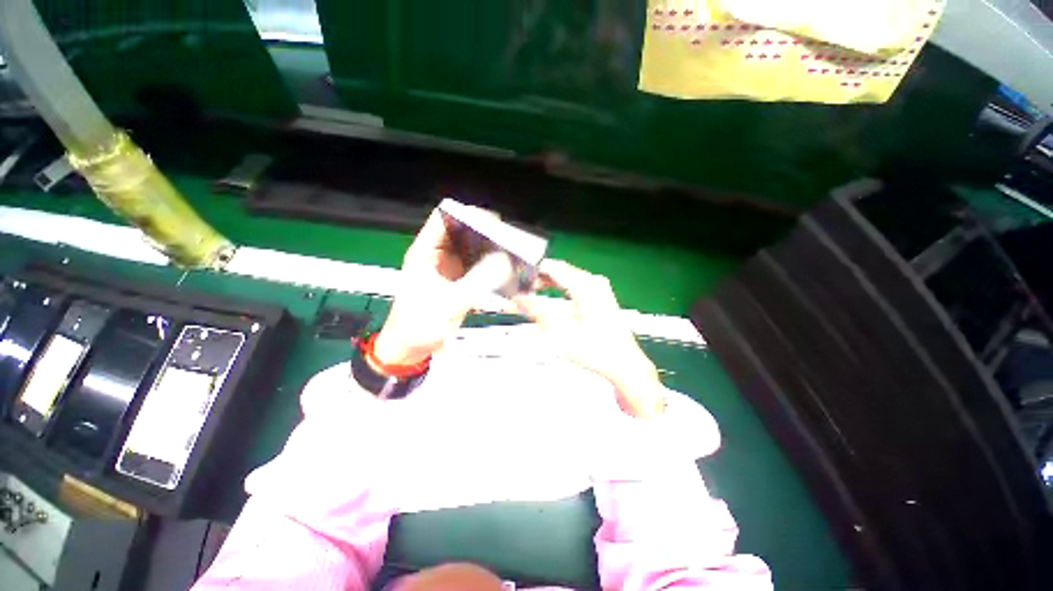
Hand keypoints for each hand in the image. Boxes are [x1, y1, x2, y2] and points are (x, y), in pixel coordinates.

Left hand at [373, 208, 512, 367]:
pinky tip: (503, 271)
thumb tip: (503, 261)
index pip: (444, 218)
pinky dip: (489, 267)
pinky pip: (476, 267)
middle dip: (485, 233)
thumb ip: (478, 281)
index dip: (467, 214)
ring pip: (471, 250)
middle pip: (462, 232)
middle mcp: (437, 256)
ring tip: (510, 253)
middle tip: (508, 239)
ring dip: (489, 250)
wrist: (409, 349)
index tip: (493, 221)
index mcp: (425, 252)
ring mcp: (448, 269)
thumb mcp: (450, 302)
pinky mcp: (457, 282)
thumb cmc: (419, 325)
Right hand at [513, 260, 666, 418]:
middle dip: (537, 280)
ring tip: (531, 297)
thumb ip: (537, 311)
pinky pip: (574, 286)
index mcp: (586, 285)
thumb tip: (518, 298)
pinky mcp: (600, 296)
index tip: (516, 281)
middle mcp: (594, 282)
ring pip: (565, 278)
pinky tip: (549, 300)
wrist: (624, 364)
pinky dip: (559, 291)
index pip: (552, 266)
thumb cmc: (598, 350)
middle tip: (520, 292)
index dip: (531, 272)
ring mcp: (599, 288)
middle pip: (559, 271)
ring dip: (547, 285)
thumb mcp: (560, 332)